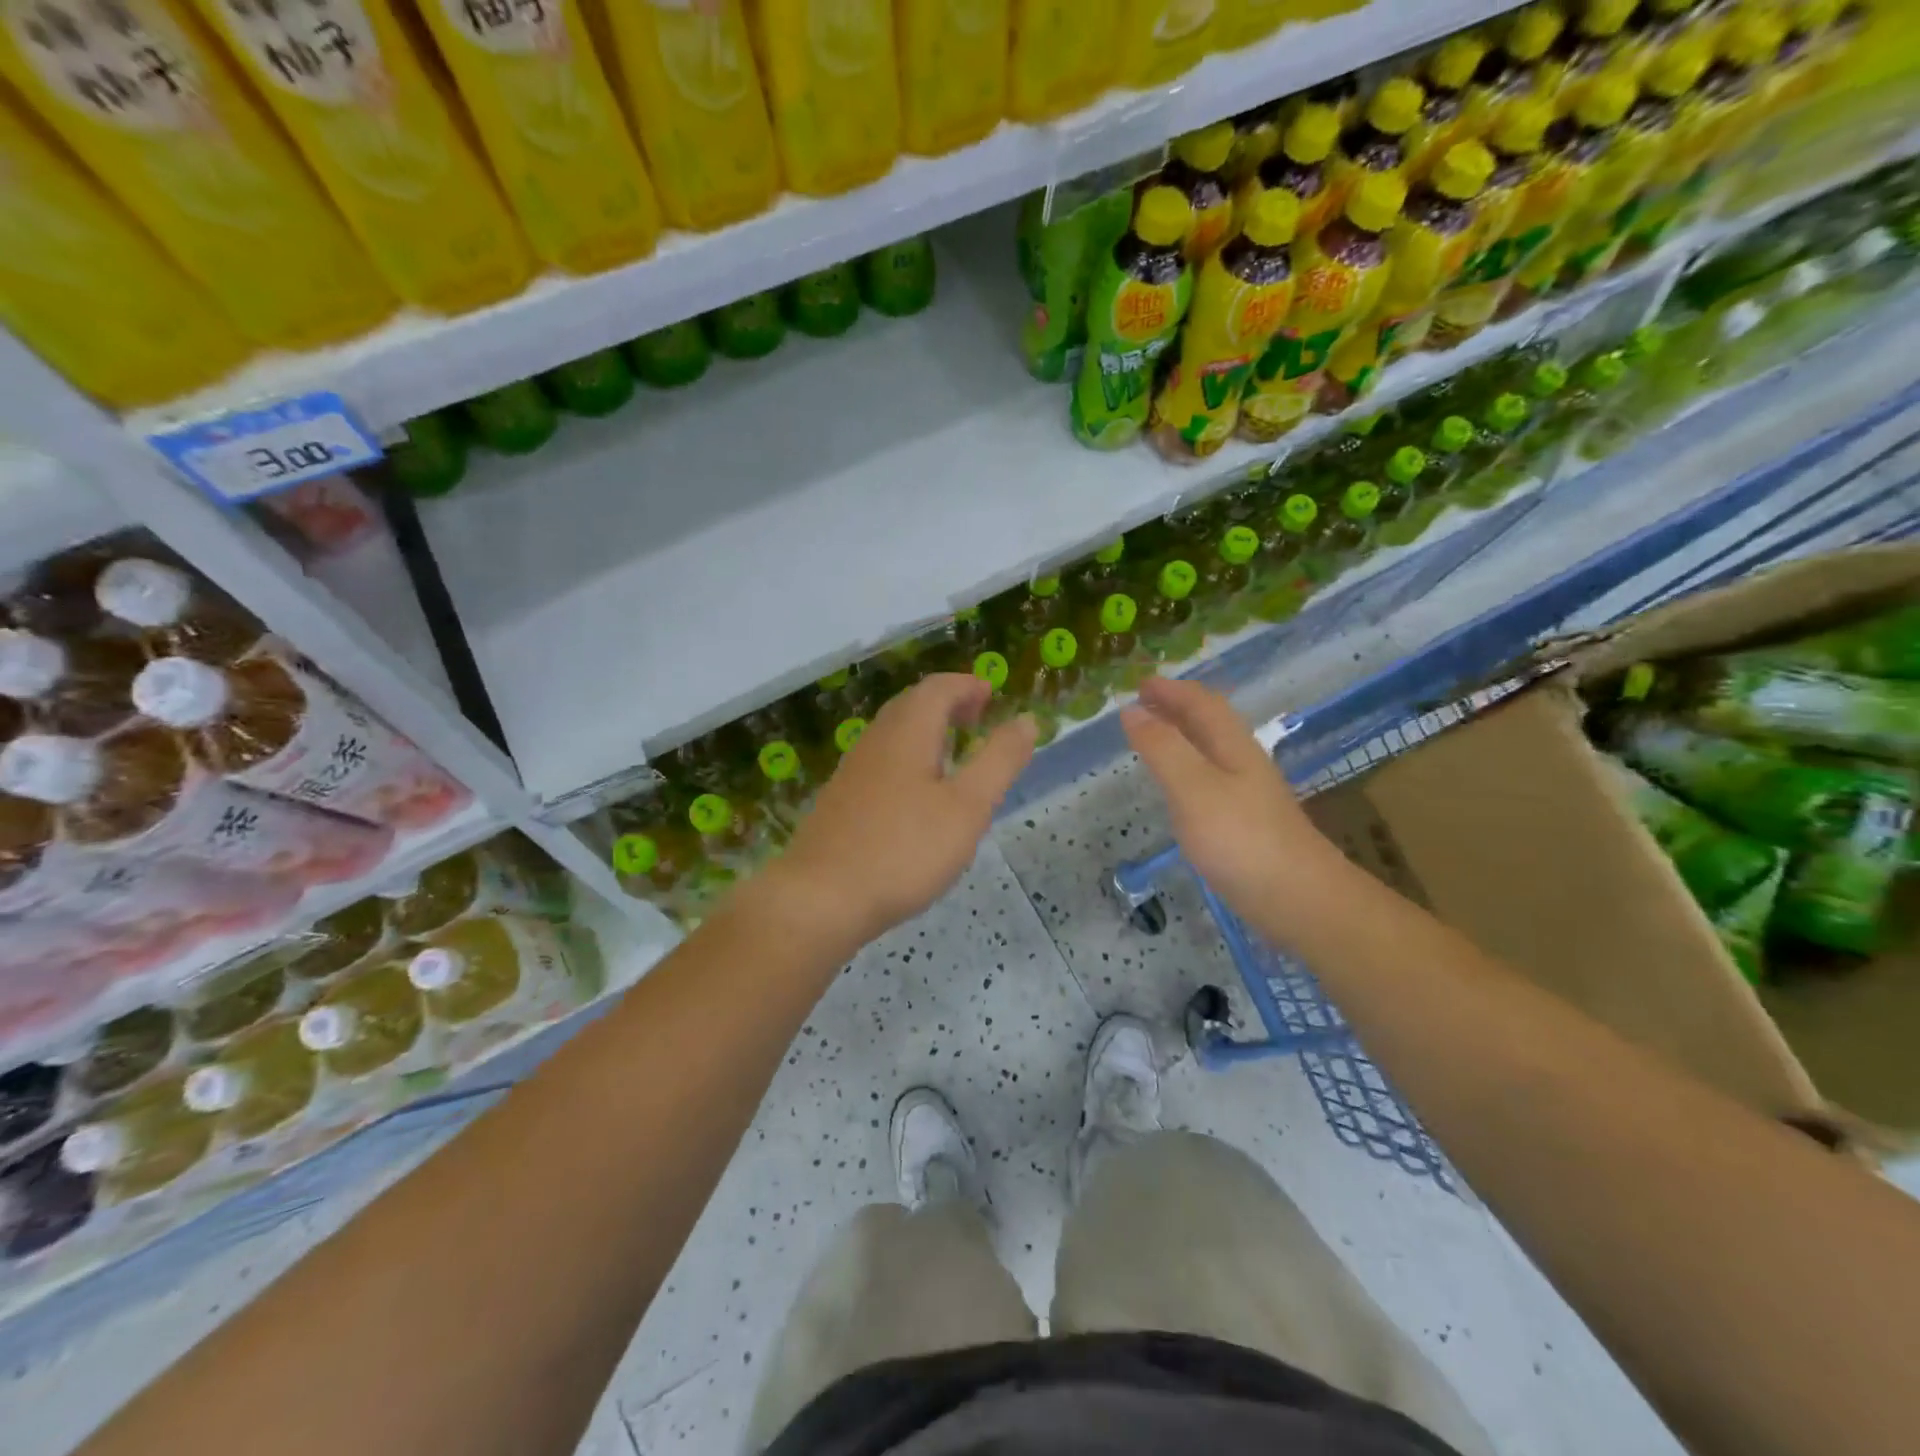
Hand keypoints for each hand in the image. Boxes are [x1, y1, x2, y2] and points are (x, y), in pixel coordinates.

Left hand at [759, 674, 1036, 949]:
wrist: (821, 898)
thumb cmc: (904, 849)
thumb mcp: (968, 807)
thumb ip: (999, 761)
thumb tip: (1026, 720)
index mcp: (907, 732)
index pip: (937, 688)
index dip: (967, 685)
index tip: (991, 694)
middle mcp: (875, 741)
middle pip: (911, 705)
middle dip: (946, 703)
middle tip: (976, 717)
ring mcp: (852, 771)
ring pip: (893, 733)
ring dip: (925, 730)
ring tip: (952, 752)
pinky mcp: (840, 800)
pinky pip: (880, 761)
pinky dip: (908, 757)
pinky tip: (917, 794)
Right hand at [1122, 677, 1348, 924]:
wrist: (1299, 899)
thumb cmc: (1241, 838)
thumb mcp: (1193, 787)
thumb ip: (1162, 748)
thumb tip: (1132, 710)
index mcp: (1232, 746)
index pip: (1201, 703)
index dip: (1171, 690)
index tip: (1139, 684)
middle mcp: (1242, 763)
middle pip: (1210, 723)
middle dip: (1176, 707)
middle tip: (1141, 704)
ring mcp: (1248, 795)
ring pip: (1211, 751)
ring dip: (1182, 736)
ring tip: (1153, 737)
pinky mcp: (1246, 824)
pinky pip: (1210, 780)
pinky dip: (1187, 769)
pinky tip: (1178, 789)